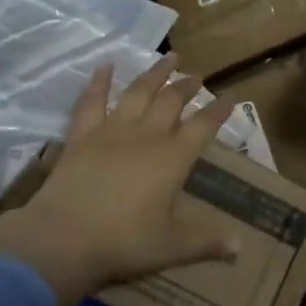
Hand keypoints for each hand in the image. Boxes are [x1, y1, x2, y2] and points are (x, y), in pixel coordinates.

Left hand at [0, 56, 236, 305]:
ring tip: (168, 58)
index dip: (218, 111)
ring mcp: (112, 130)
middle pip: (172, 101)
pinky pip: (92, 101)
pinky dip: (99, 82)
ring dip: (155, 73)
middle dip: (187, 86)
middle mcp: (147, 136)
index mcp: (173, 158)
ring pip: (139, 93)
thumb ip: (206, 242)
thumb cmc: (124, 242)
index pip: (203, 126)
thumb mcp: (171, 247)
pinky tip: (105, 66)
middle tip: (197, 75)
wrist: (65, 237)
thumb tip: (240, 247)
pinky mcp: (82, 135)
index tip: (230, 96)